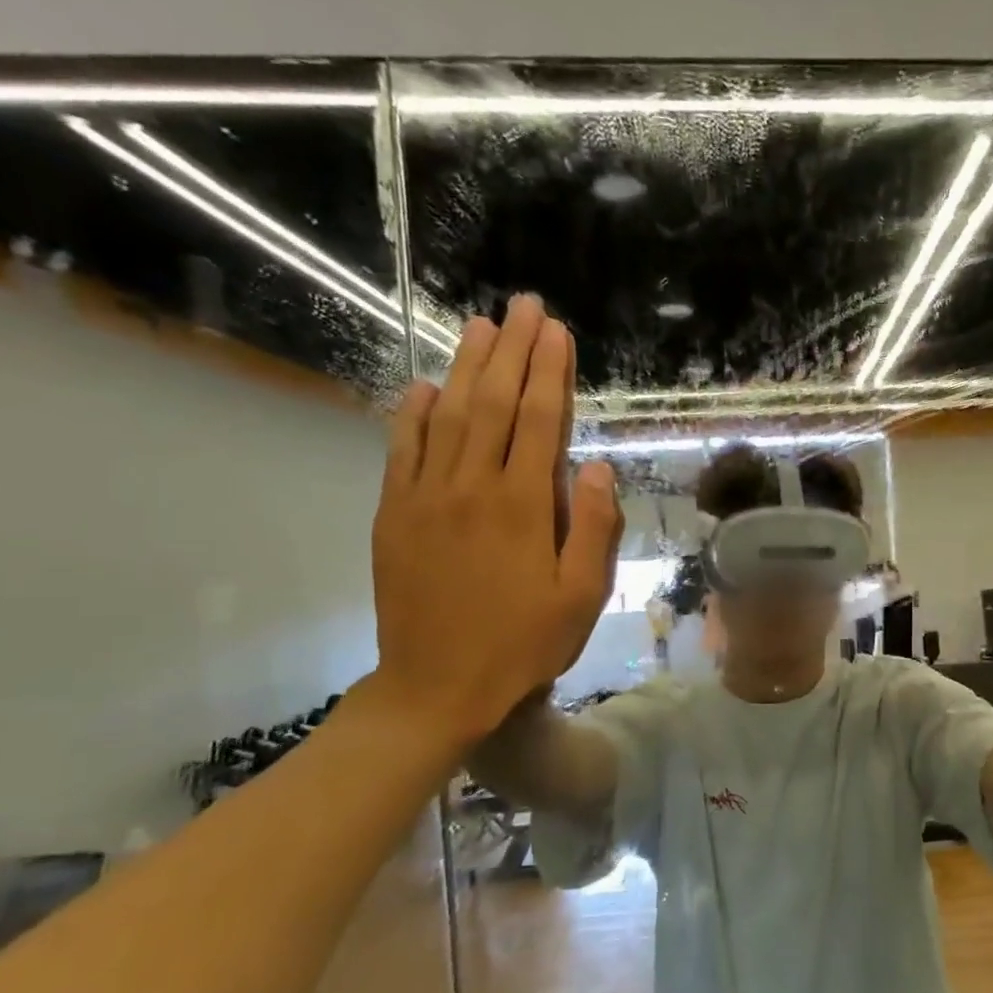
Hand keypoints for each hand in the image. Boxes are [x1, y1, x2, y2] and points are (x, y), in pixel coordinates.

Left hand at [369, 295, 621, 744]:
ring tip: (480, 326)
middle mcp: (472, 488)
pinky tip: (424, 387)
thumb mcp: (581, 597)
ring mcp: (425, 498)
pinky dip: (413, 414)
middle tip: (522, 306)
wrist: (438, 687)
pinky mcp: (394, 515)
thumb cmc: (523, 644)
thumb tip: (598, 468)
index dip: (550, 372)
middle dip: (511, 351)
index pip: (539, 422)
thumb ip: (593, 528)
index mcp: (523, 507)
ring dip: (465, 367)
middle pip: (493, 404)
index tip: (557, 331)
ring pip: (447, 417)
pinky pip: (403, 451)